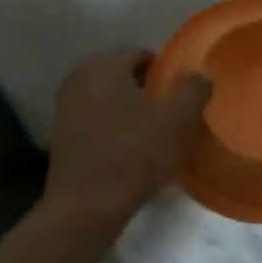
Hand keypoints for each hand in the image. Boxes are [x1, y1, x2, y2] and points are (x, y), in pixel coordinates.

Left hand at [44, 50, 211, 226]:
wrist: (86, 206)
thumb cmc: (133, 154)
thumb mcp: (177, 119)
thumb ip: (193, 89)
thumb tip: (199, 76)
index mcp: (103, 64)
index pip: (142, 56)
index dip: (166, 76)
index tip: (181, 102)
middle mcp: (78, 78)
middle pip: (125, 78)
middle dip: (148, 94)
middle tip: (170, 120)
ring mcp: (65, 107)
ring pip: (110, 101)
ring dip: (131, 114)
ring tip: (153, 140)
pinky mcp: (61, 136)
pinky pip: (97, 123)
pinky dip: (114, 131)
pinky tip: (130, 154)